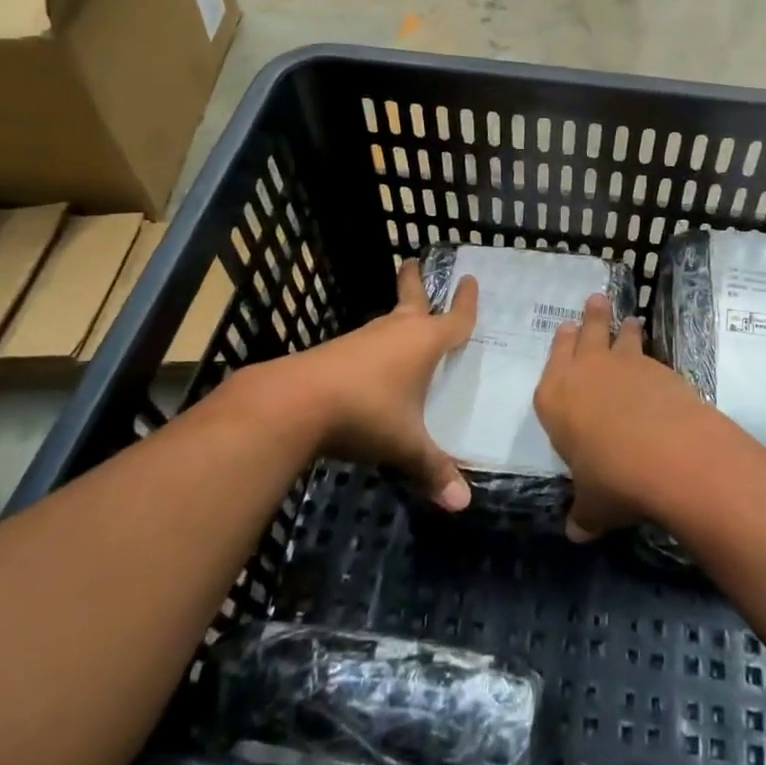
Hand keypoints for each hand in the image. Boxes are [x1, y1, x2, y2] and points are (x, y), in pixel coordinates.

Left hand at [280, 260, 477, 509]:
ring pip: (387, 321)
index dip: (466, 303)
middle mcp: (396, 331)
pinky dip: (377, 346)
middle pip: (411, 298)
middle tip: (414, 260)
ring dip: (397, 317)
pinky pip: (367, 344)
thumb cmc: (366, 412)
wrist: (295, 402)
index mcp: (423, 342)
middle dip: (415, 281)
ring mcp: (363, 339)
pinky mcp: (336, 352)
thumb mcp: (405, 445)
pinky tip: (374, 365)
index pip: (455, 319)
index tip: (470, 280)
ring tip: (405, 321)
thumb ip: (433, 470)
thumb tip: (462, 504)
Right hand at [535, 294, 712, 541]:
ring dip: (623, 328)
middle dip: (590, 318)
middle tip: (595, 301)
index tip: (565, 329)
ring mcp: (624, 364)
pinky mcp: (659, 367)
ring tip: (628, 320)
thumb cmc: (612, 478)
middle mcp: (585, 371)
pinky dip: (649, 354)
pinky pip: (649, 354)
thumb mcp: (593, 505)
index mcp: (555, 397)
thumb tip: (577, 532)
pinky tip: (656, 365)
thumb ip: (584, 513)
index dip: (560, 345)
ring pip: (620, 336)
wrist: (668, 454)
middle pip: (585, 334)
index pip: (554, 361)